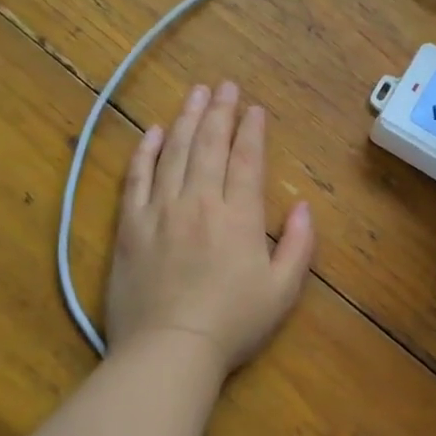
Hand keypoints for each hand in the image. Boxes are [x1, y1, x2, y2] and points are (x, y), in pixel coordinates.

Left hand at [105, 82, 314, 379]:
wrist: (169, 350)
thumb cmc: (233, 324)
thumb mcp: (283, 290)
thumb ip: (299, 245)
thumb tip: (306, 207)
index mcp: (239, 216)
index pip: (246, 160)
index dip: (252, 131)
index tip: (254, 108)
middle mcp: (200, 202)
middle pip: (210, 145)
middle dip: (220, 112)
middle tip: (225, 85)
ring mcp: (160, 211)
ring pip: (175, 152)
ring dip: (187, 119)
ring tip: (196, 93)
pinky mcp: (130, 226)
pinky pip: (136, 178)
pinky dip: (146, 151)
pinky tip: (154, 131)